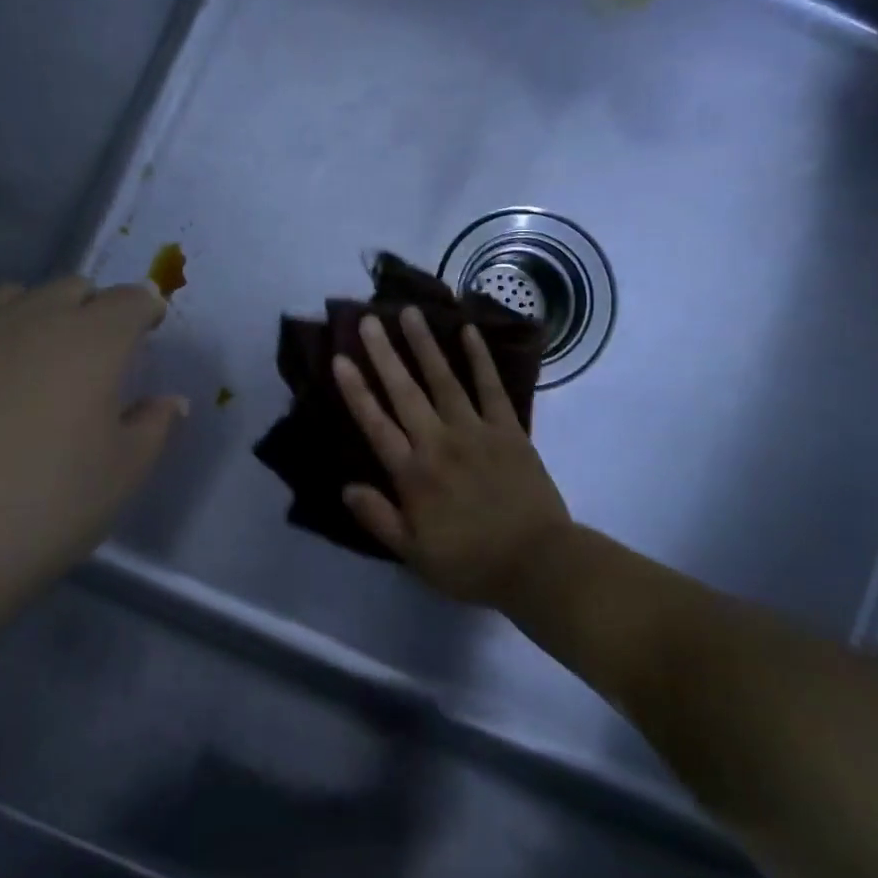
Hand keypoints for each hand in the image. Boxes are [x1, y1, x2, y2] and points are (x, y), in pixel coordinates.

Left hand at [0, 277, 185, 611]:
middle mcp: (29, 318)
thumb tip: (169, 401)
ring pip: (10, 298)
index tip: (146, 333)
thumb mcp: (122, 475)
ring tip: (29, 362)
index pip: (131, 299)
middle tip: (91, 355)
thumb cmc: (45, 509)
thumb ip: (154, 426)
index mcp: (92, 341)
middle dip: (91, 309)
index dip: (144, 311)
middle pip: (71, 288)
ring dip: (33, 316)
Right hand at [332, 308, 571, 605]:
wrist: (538, 564)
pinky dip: (480, 358)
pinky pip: (491, 388)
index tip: (340, 358)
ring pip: (444, 380)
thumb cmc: (471, 563)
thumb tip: (346, 487)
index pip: (376, 424)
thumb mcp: (414, 554)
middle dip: (384, 354)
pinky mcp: (509, 429)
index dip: (356, 390)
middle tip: (368, 319)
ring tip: (409, 312)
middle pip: (405, 391)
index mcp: (413, 474)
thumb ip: (378, 518)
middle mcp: (439, 442)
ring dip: (425, 345)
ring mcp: (476, 431)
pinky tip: (468, 331)